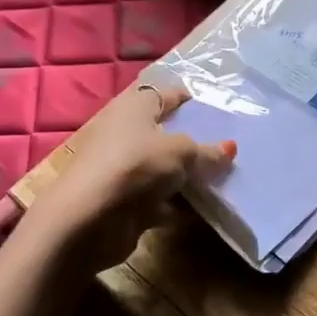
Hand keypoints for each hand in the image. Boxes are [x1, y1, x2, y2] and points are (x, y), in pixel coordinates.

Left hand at [29, 84, 234, 273]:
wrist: (86, 220)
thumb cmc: (134, 167)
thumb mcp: (181, 153)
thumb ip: (207, 152)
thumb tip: (230, 148)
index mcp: (135, 107)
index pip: (167, 94)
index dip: (191, 99)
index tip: (219, 110)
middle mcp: (127, 133)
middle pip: (167, 133)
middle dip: (195, 141)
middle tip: (228, 147)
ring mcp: (124, 169)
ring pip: (164, 168)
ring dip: (187, 175)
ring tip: (224, 177)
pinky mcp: (125, 201)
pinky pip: (159, 198)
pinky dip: (178, 204)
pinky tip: (204, 209)